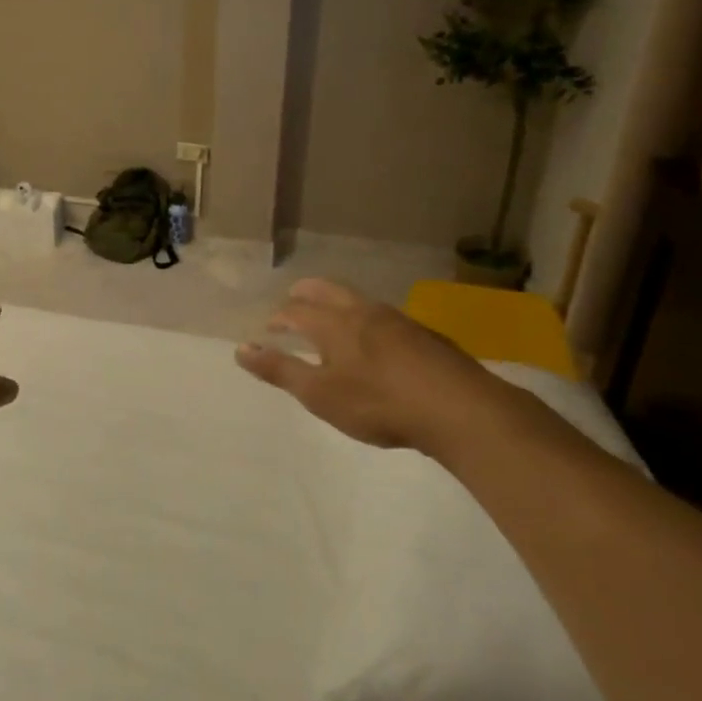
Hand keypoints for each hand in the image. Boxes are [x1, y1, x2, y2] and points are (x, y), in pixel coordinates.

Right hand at [235, 277, 504, 452]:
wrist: (461, 409)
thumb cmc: (379, 403)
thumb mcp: (320, 394)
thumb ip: (280, 370)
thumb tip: (240, 348)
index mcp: (333, 324)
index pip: (295, 311)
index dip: (277, 319)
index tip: (268, 329)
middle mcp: (363, 312)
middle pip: (327, 290)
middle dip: (305, 293)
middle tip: (293, 298)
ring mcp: (398, 321)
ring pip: (358, 300)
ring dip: (337, 302)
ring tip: (331, 316)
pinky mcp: (425, 336)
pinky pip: (384, 316)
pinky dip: (366, 318)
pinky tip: (375, 341)